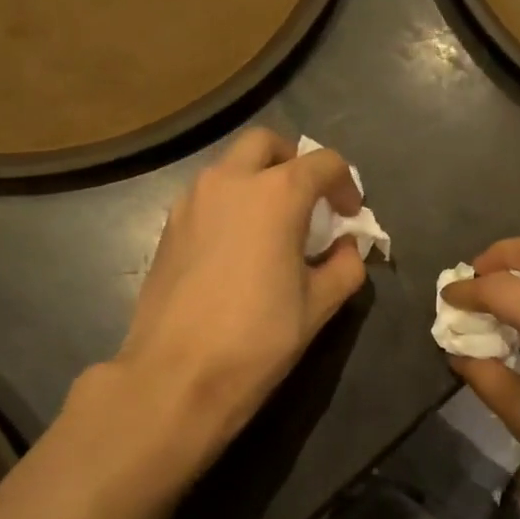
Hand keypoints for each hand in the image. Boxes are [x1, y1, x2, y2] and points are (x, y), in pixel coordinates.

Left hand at [101, 128, 366, 459]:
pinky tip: (239, 248)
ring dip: (259, 180)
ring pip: (231, 166)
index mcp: (276, 194)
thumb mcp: (320, 304)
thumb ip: (345, 266)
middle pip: (267, 144)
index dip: (346, 184)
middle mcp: (230, 182)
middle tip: (309, 203)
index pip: (324, 163)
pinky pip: (208, 195)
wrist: (178, 374)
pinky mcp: (169, 226)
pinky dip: (232, 203)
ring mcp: (192, 200)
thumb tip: (345, 248)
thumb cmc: (259, 337)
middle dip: (295, 163)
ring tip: (274, 227)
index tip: (350, 216)